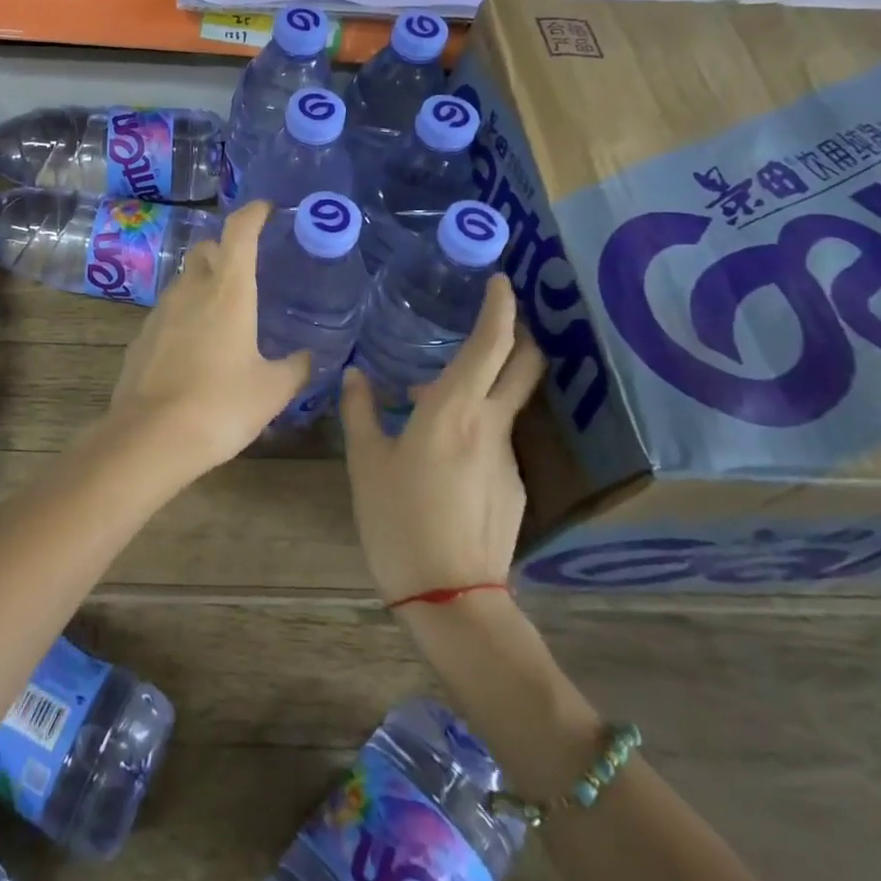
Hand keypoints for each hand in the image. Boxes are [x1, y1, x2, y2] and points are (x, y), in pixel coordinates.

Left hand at [97, 200, 309, 488]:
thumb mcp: (272, 391)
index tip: (267, 210)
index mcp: (228, 291)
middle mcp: (191, 290)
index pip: (239, 231)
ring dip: (204, 283)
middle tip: (248, 270)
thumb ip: (296, 368)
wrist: (150, 437)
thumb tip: (308, 358)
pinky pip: (168, 311)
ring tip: (225, 313)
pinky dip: (185, 315)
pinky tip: (196, 347)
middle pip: (206, 250)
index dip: (253, 213)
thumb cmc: (220, 406)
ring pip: (185, 280)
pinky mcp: (142, 336)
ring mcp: (161, 312)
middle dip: (226, 250)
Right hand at [339, 274, 545, 604]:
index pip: (491, 343)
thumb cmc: (399, 519)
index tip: (501, 282)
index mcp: (454, 409)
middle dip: (518, 334)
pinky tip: (440, 453)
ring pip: (504, 403)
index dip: (500, 307)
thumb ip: (361, 410)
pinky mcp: (514, 487)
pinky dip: (474, 426)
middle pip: (524, 366)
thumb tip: (356, 376)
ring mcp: (508, 457)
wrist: (451, 598)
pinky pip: (496, 439)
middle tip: (494, 319)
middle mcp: (490, 424)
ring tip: (428, 402)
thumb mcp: (366, 461)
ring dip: (481, 387)